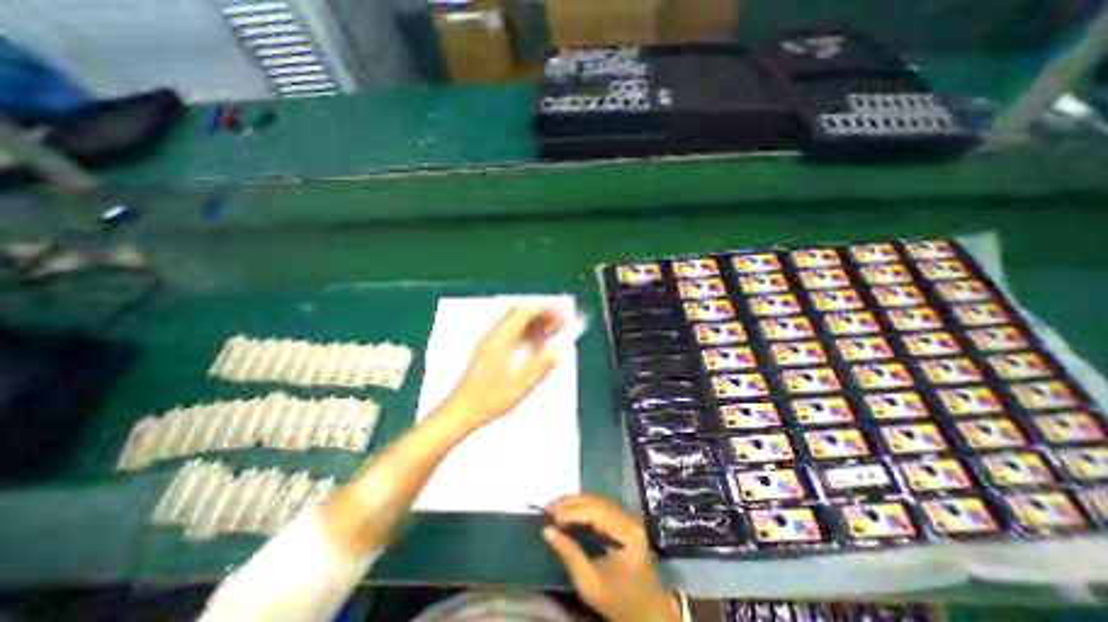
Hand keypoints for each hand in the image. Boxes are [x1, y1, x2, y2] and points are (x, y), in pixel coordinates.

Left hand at [447, 301, 566, 427]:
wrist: (461, 411)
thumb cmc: (488, 399)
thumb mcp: (521, 384)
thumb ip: (542, 365)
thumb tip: (561, 350)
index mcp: (501, 339)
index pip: (525, 312)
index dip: (545, 309)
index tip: (562, 311)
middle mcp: (495, 336)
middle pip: (522, 315)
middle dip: (544, 315)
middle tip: (563, 319)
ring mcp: (491, 343)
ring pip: (518, 324)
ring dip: (537, 323)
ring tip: (556, 328)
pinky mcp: (490, 351)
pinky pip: (513, 334)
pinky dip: (529, 333)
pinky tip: (539, 343)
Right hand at [541, 496, 679, 621]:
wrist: (646, 613)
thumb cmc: (618, 603)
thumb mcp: (590, 584)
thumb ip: (569, 554)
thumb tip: (547, 531)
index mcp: (627, 535)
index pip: (597, 513)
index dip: (573, 512)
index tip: (551, 516)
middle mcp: (630, 520)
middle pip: (597, 502)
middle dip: (571, 503)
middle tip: (549, 507)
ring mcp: (629, 519)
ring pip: (598, 501)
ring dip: (575, 502)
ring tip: (555, 507)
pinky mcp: (624, 521)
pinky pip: (601, 507)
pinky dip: (583, 507)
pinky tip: (570, 510)